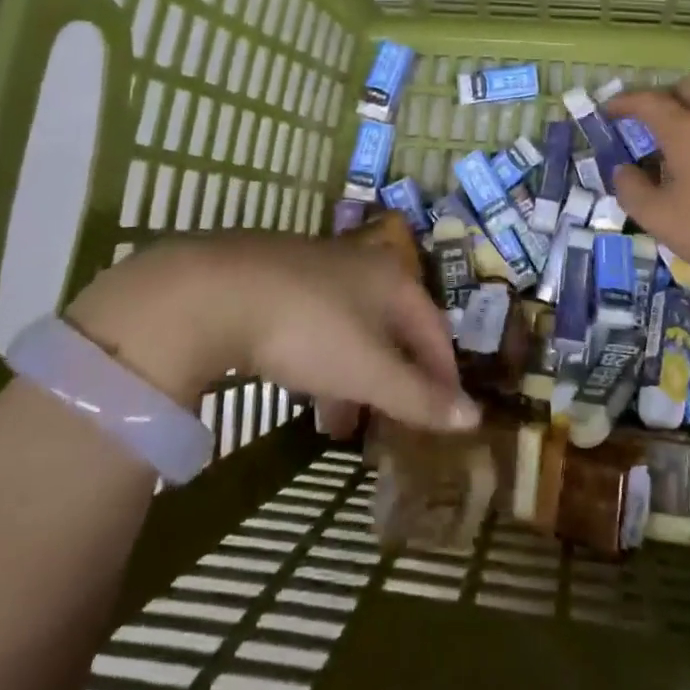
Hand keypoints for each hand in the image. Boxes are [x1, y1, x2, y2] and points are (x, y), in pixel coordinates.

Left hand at [65, 233, 477, 433]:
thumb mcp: (368, 372)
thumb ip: (419, 398)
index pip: (434, 329)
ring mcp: (316, 267)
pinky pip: (315, 324)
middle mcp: (362, 265)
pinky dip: (320, 360)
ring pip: (351, 328)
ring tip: (340, 424)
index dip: (443, 373)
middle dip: (393, 379)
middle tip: (391, 422)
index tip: (445, 412)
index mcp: (393, 280)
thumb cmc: (309, 330)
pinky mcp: (276, 277)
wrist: (215, 290)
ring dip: (353, 376)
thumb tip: (475, 418)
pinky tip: (301, 388)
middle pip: (392, 328)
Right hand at [605, 74, 689, 301]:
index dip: (624, 103)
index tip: (608, 111)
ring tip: (679, 140)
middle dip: (663, 97)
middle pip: (688, 88)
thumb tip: (623, 169)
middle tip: (647, 122)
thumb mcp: (661, 219)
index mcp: (688, 129)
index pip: (649, 102)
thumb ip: (632, 190)